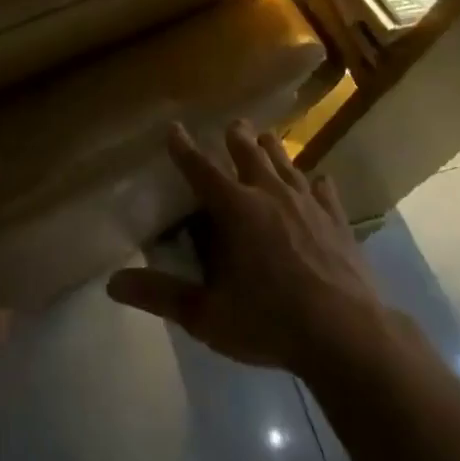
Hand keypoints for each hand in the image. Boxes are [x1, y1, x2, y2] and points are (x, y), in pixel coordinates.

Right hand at [107, 122, 389, 378]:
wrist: (346, 334)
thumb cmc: (269, 321)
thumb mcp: (207, 315)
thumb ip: (161, 296)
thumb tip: (112, 284)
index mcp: (234, 208)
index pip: (200, 168)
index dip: (183, 148)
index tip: (174, 128)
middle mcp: (269, 193)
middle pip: (249, 151)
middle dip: (236, 137)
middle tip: (231, 126)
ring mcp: (308, 203)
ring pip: (286, 162)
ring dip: (273, 150)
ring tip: (266, 140)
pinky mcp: (338, 219)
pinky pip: (325, 190)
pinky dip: (316, 183)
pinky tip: (319, 182)